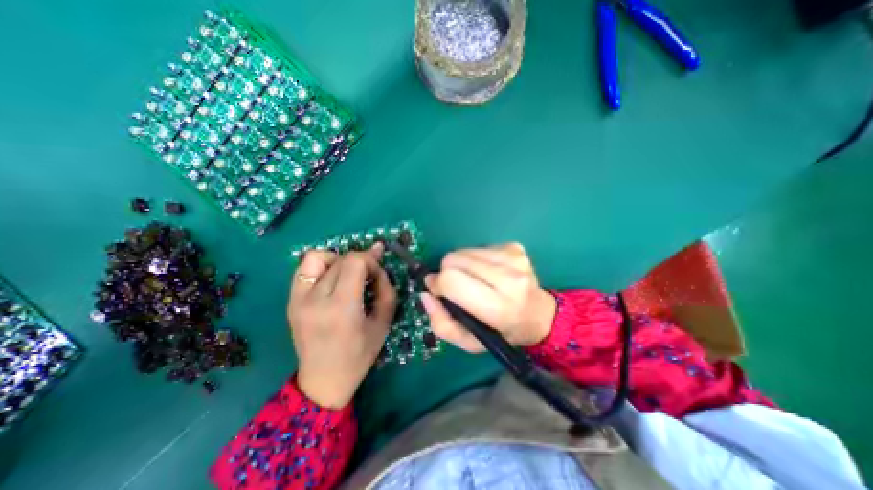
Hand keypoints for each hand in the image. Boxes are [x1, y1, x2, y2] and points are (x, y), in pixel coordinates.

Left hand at [286, 244, 395, 409]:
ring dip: (338, 260)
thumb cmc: (359, 355)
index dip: (371, 261)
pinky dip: (322, 265)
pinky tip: (332, 278)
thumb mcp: (383, 323)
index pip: (354, 262)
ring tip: (348, 274)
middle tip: (369, 275)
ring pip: (318, 257)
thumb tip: (380, 264)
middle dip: (361, 261)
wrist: (323, 381)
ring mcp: (298, 299)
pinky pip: (305, 268)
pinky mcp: (291, 301)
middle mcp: (315, 299)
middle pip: (340, 259)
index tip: (377, 274)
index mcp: (341, 308)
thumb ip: (386, 290)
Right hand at [419, 244, 555, 352]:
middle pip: (454, 260)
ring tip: (475, 280)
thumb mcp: (468, 342)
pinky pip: (479, 247)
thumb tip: (427, 292)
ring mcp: (514, 259)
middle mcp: (510, 279)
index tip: (437, 290)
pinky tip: (487, 272)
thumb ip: (441, 323)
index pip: (452, 280)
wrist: (537, 315)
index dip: (438, 283)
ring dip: (462, 265)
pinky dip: (475, 259)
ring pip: (464, 251)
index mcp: (499, 308)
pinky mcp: (515, 247)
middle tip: (457, 286)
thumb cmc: (501, 333)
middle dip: (447, 272)